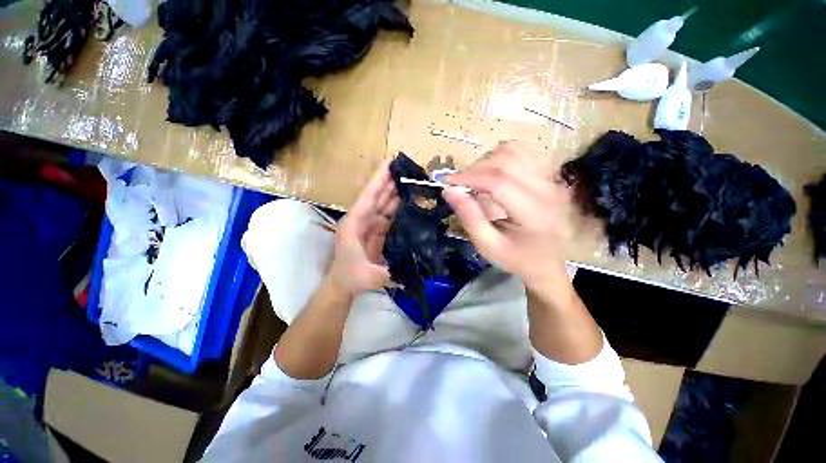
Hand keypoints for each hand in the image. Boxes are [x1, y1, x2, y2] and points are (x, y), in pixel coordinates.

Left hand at [327, 160, 399, 295]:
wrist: (344, 284)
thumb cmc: (351, 278)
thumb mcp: (369, 277)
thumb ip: (389, 273)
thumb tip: (411, 269)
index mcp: (354, 224)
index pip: (368, 197)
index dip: (378, 180)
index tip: (389, 163)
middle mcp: (361, 220)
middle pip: (377, 197)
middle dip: (390, 181)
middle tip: (406, 168)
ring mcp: (370, 225)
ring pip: (383, 204)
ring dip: (395, 192)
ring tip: (410, 180)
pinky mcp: (378, 231)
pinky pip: (389, 215)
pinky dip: (398, 207)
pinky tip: (409, 201)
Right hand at [443, 142, 571, 292]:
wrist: (545, 261)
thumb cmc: (515, 257)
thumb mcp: (487, 245)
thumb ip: (469, 218)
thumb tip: (449, 190)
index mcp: (533, 213)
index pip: (499, 182)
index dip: (470, 177)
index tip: (447, 181)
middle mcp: (547, 190)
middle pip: (506, 161)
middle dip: (476, 168)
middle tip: (460, 184)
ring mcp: (551, 180)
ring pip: (515, 151)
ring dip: (488, 160)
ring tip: (476, 177)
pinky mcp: (549, 175)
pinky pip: (525, 151)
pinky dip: (503, 155)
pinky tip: (494, 169)